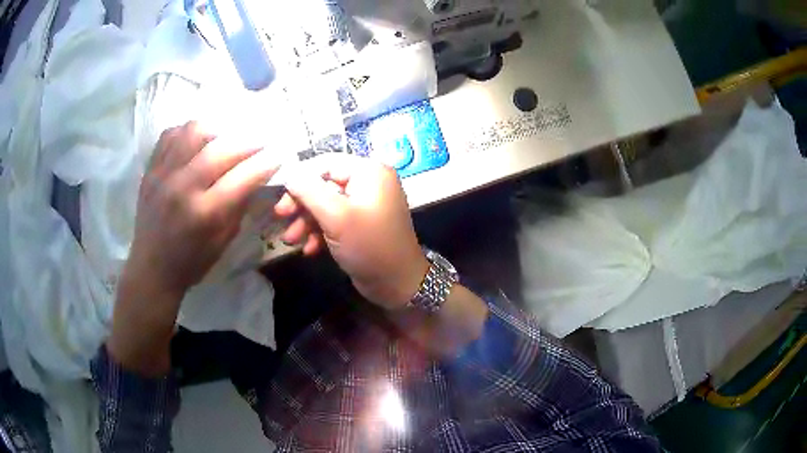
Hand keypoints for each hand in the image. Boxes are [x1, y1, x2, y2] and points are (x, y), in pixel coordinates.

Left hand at [109, 121, 277, 375]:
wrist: (151, 267)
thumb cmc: (191, 261)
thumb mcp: (223, 241)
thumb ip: (239, 205)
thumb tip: (255, 175)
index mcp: (205, 214)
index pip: (242, 177)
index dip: (265, 163)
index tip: (279, 155)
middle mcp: (183, 188)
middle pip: (221, 149)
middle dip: (248, 141)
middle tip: (261, 140)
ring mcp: (164, 174)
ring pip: (194, 132)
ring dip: (217, 130)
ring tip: (225, 137)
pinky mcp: (151, 169)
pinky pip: (171, 134)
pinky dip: (187, 132)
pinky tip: (197, 142)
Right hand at [276, 154, 427, 310]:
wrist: (397, 285)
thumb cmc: (369, 245)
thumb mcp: (336, 216)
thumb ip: (309, 191)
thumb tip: (288, 173)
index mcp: (369, 171)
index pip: (326, 162)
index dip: (300, 176)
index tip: (278, 193)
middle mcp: (369, 182)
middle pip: (324, 184)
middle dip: (302, 204)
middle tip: (280, 216)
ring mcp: (365, 204)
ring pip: (326, 205)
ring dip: (307, 221)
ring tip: (290, 240)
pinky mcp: (361, 224)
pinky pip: (335, 220)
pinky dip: (320, 232)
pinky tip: (310, 249)